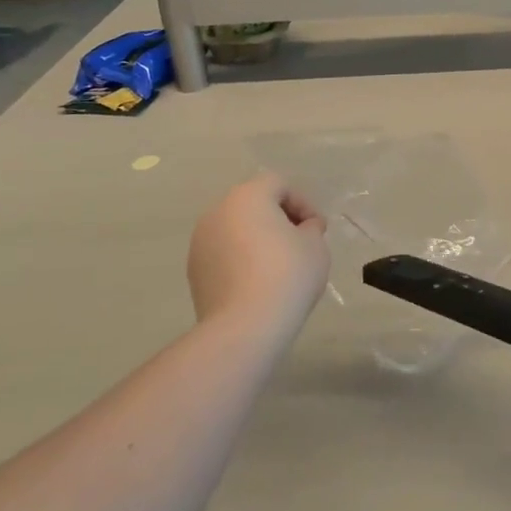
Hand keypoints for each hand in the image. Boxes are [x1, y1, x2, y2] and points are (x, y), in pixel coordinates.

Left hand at [185, 173, 329, 332]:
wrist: (244, 327)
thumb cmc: (287, 275)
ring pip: (236, 229)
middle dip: (278, 219)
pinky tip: (257, 284)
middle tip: (300, 243)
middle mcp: (218, 211)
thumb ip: (311, 228)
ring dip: (257, 239)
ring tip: (279, 267)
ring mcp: (201, 241)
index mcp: (248, 196)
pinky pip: (224, 254)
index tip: (317, 230)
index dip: (303, 203)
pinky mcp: (194, 270)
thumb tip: (303, 229)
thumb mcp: (315, 246)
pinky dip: (241, 260)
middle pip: (254, 204)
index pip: (279, 184)